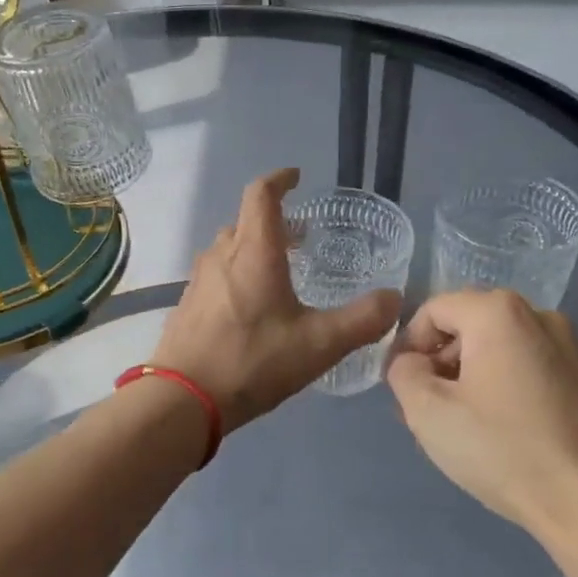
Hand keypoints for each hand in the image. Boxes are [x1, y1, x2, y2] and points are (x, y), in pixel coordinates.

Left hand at [151, 169, 399, 432]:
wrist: (183, 399)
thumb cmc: (253, 361)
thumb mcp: (319, 344)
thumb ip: (362, 320)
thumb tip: (394, 299)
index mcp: (254, 252)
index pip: (261, 195)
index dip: (280, 179)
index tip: (297, 177)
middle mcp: (222, 256)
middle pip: (245, 221)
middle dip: (274, 220)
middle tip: (301, 236)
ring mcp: (199, 281)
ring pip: (228, 248)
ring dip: (254, 248)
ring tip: (281, 270)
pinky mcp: (187, 306)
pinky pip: (216, 274)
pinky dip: (237, 273)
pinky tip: (252, 306)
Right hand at [386, 289, 577, 535]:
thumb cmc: (502, 450)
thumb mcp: (427, 412)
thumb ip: (403, 373)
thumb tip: (413, 363)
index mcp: (500, 313)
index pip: (434, 310)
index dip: (408, 345)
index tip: (404, 387)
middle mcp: (543, 317)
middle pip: (472, 326)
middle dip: (443, 362)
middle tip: (430, 409)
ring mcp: (576, 349)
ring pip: (506, 349)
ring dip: (477, 376)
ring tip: (468, 425)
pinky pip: (537, 371)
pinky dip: (513, 389)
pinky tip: (510, 434)